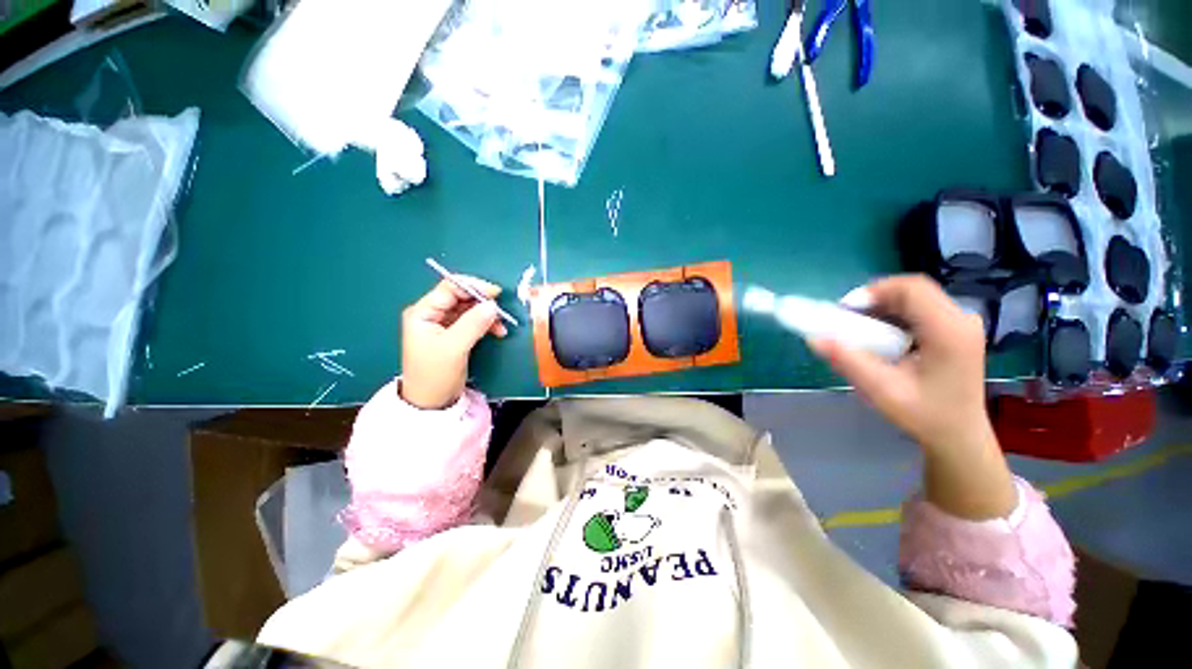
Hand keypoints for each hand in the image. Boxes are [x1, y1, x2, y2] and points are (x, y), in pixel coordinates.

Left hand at [400, 277, 506, 409]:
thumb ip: (473, 324)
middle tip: (501, 312)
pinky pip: (473, 322)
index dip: (473, 287)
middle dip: (482, 303)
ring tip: (501, 327)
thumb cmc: (435, 374)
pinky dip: (486, 324)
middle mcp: (432, 314)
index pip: (449, 289)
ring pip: (470, 310)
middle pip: (461, 298)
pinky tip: (498, 332)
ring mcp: (443, 325)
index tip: (496, 293)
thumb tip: (493, 305)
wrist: (431, 403)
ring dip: (487, 315)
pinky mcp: (454, 335)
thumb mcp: (454, 347)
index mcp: (423, 312)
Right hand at [811, 275, 991, 454]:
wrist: (959, 435)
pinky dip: (893, 314)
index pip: (912, 288)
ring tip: (860, 328)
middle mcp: (961, 319)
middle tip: (847, 320)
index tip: (845, 310)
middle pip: (913, 290)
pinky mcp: (956, 329)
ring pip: (915, 297)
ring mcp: (961, 323)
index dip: (874, 291)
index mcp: (949, 331)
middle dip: (874, 298)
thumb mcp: (882, 390)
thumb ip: (848, 361)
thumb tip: (814, 338)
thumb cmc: (924, 415)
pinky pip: (920, 308)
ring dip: (882, 306)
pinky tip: (880, 335)